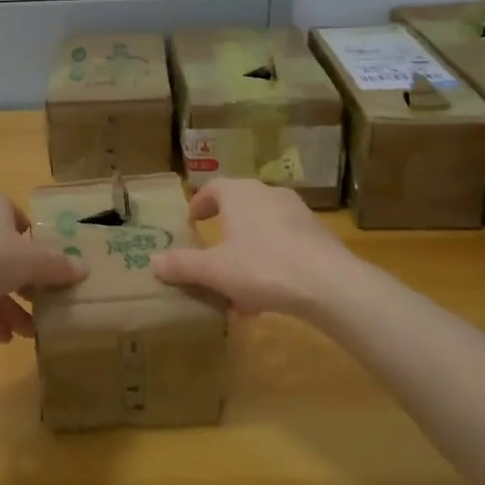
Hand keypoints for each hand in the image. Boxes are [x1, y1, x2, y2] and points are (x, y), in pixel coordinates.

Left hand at [0, 191, 86, 342]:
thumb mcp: (30, 262)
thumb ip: (57, 266)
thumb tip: (84, 268)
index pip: (17, 218)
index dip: (34, 242)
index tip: (48, 266)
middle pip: (1, 252)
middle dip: (22, 283)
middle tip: (41, 305)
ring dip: (5, 306)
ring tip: (26, 333)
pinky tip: (0, 340)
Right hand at [151, 178, 390, 322]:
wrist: (331, 285)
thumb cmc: (263, 267)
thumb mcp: (214, 270)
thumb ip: (182, 265)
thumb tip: (153, 261)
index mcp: (240, 194)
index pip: (214, 188)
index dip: (200, 204)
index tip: (192, 221)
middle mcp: (268, 194)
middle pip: (240, 208)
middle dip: (225, 232)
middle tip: (212, 253)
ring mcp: (298, 214)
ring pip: (263, 229)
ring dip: (248, 251)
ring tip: (238, 285)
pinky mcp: (319, 236)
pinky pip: (286, 245)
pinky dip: (272, 262)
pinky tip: (268, 296)